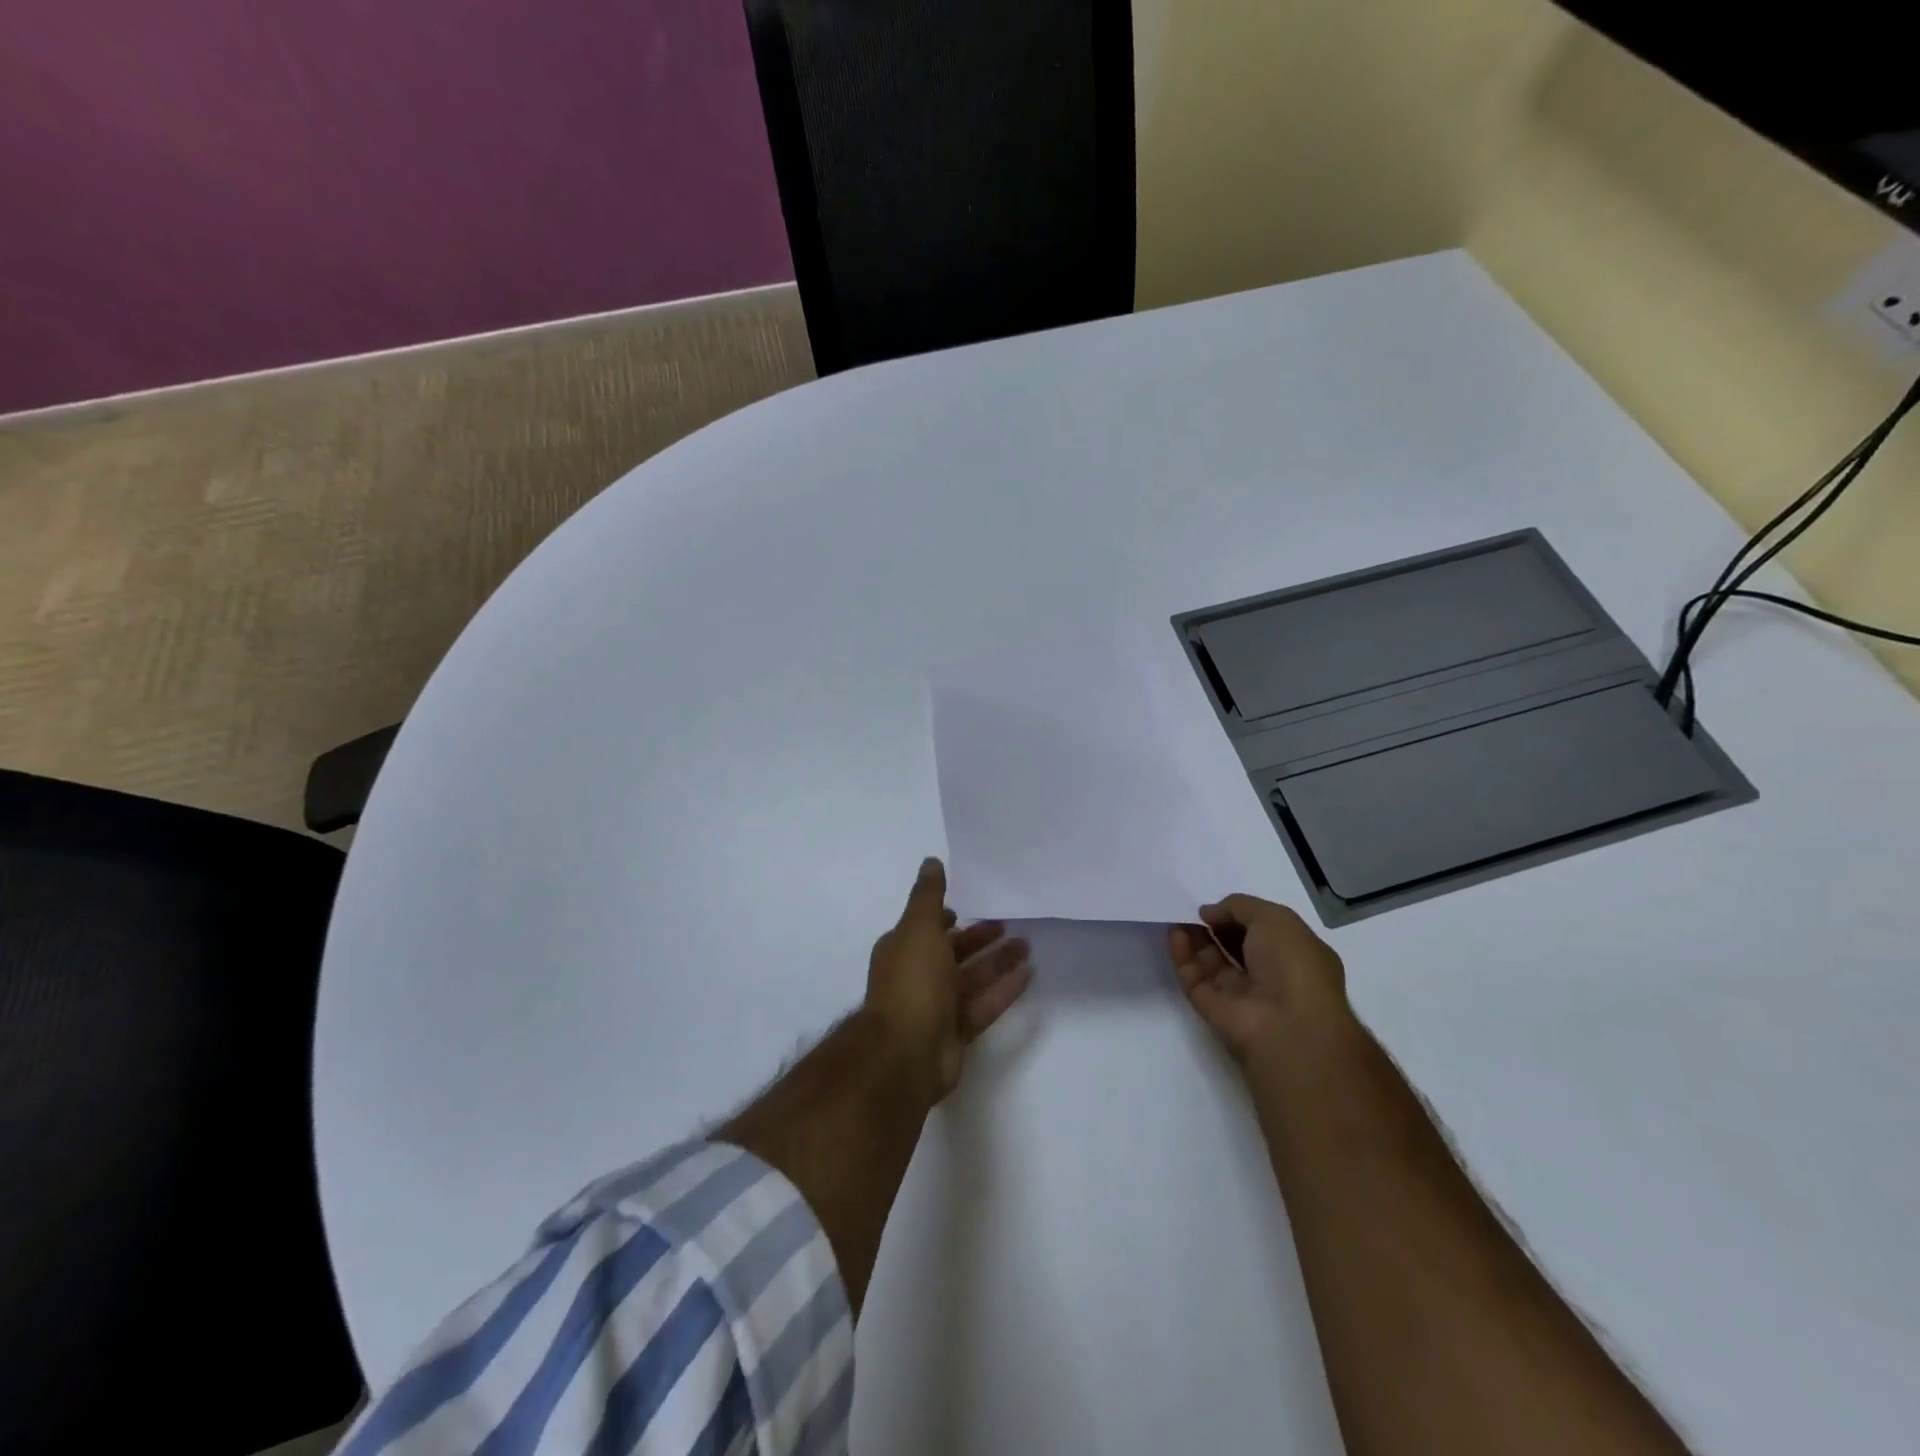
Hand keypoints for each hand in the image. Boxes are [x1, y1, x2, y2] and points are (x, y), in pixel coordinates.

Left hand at [865, 857, 1032, 1099]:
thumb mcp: (919, 929)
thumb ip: (929, 896)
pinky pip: (985, 1004)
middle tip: (1013, 924)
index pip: (929, 926)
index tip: (976, 904)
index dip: (950, 916)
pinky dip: (1004, 989)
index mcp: (903, 949)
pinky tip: (1029, 974)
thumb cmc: (912, 982)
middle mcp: (918, 975)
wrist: (906, 1053)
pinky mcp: (957, 1031)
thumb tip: (931, 861)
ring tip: (1028, 945)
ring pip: (973, 977)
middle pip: (955, 951)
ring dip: (998, 961)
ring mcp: (938, 1006)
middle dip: (981, 937)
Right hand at [1168, 894, 1350, 1068]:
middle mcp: (1271, 977)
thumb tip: (1210, 913)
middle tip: (1196, 910)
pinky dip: (1183, 956)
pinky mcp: (1214, 1010)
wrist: (1286, 1027)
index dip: (1242, 916)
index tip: (1219, 905)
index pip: (1266, 932)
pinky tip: (1175, 934)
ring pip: (1213, 963)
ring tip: (1178, 917)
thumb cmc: (1292, 966)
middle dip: (1216, 927)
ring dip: (1196, 938)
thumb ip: (1240, 906)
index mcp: (1297, 957)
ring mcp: (1241, 996)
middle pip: (1237, 947)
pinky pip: (1195, 978)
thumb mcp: (1274, 919)